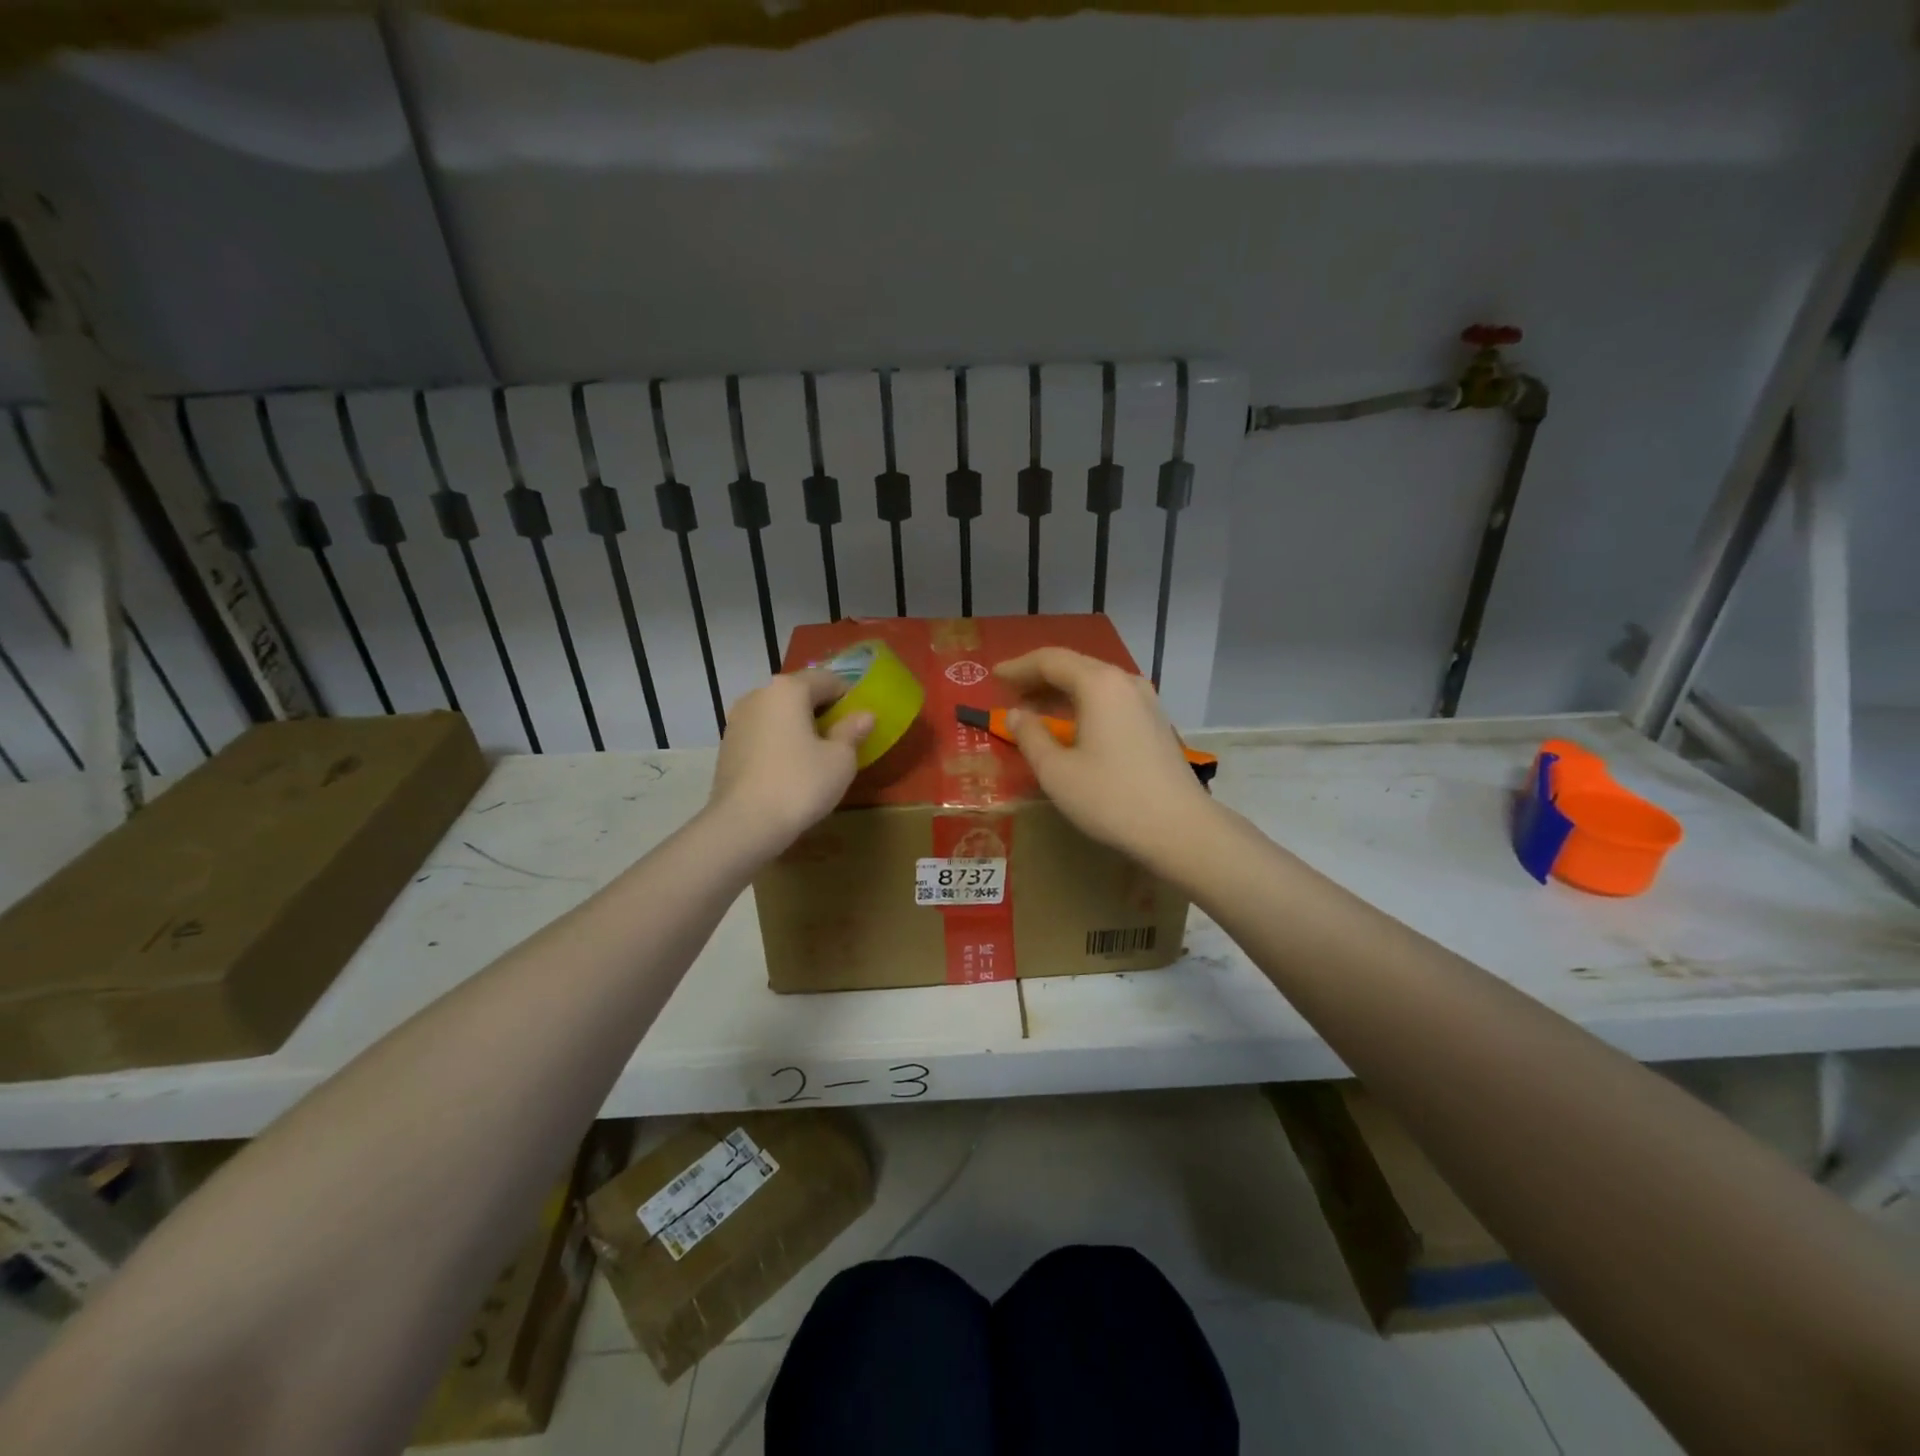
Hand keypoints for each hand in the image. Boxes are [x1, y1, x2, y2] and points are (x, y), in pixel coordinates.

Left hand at [708, 670, 872, 854]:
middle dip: (822, 710)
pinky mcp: (727, 745)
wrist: (743, 824)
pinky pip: (762, 733)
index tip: (860, 719)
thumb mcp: (840, 760)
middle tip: (841, 738)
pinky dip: (779, 741)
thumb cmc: (800, 784)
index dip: (848, 696)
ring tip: (815, 755)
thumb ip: (852, 731)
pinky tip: (789, 768)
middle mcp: (758, 695)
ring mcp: (737, 720)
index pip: (827, 679)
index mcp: (788, 689)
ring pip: (778, 713)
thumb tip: (864, 715)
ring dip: (798, 726)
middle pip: (799, 693)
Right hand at [995, 648, 1215, 864]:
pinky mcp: (1155, 721)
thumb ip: (1031, 736)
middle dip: (1039, 676)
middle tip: (1009, 691)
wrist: (1180, 828)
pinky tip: (1070, 724)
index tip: (993, 676)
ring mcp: (1145, 700)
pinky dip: (1083, 703)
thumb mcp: (1057, 772)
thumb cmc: (1111, 798)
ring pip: (1094, 682)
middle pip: (1074, 666)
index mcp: (1099, 684)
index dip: (1018, 667)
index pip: (1050, 660)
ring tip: (1034, 707)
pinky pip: (1110, 698)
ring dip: (1061, 690)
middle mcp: (1125, 681)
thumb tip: (1017, 714)